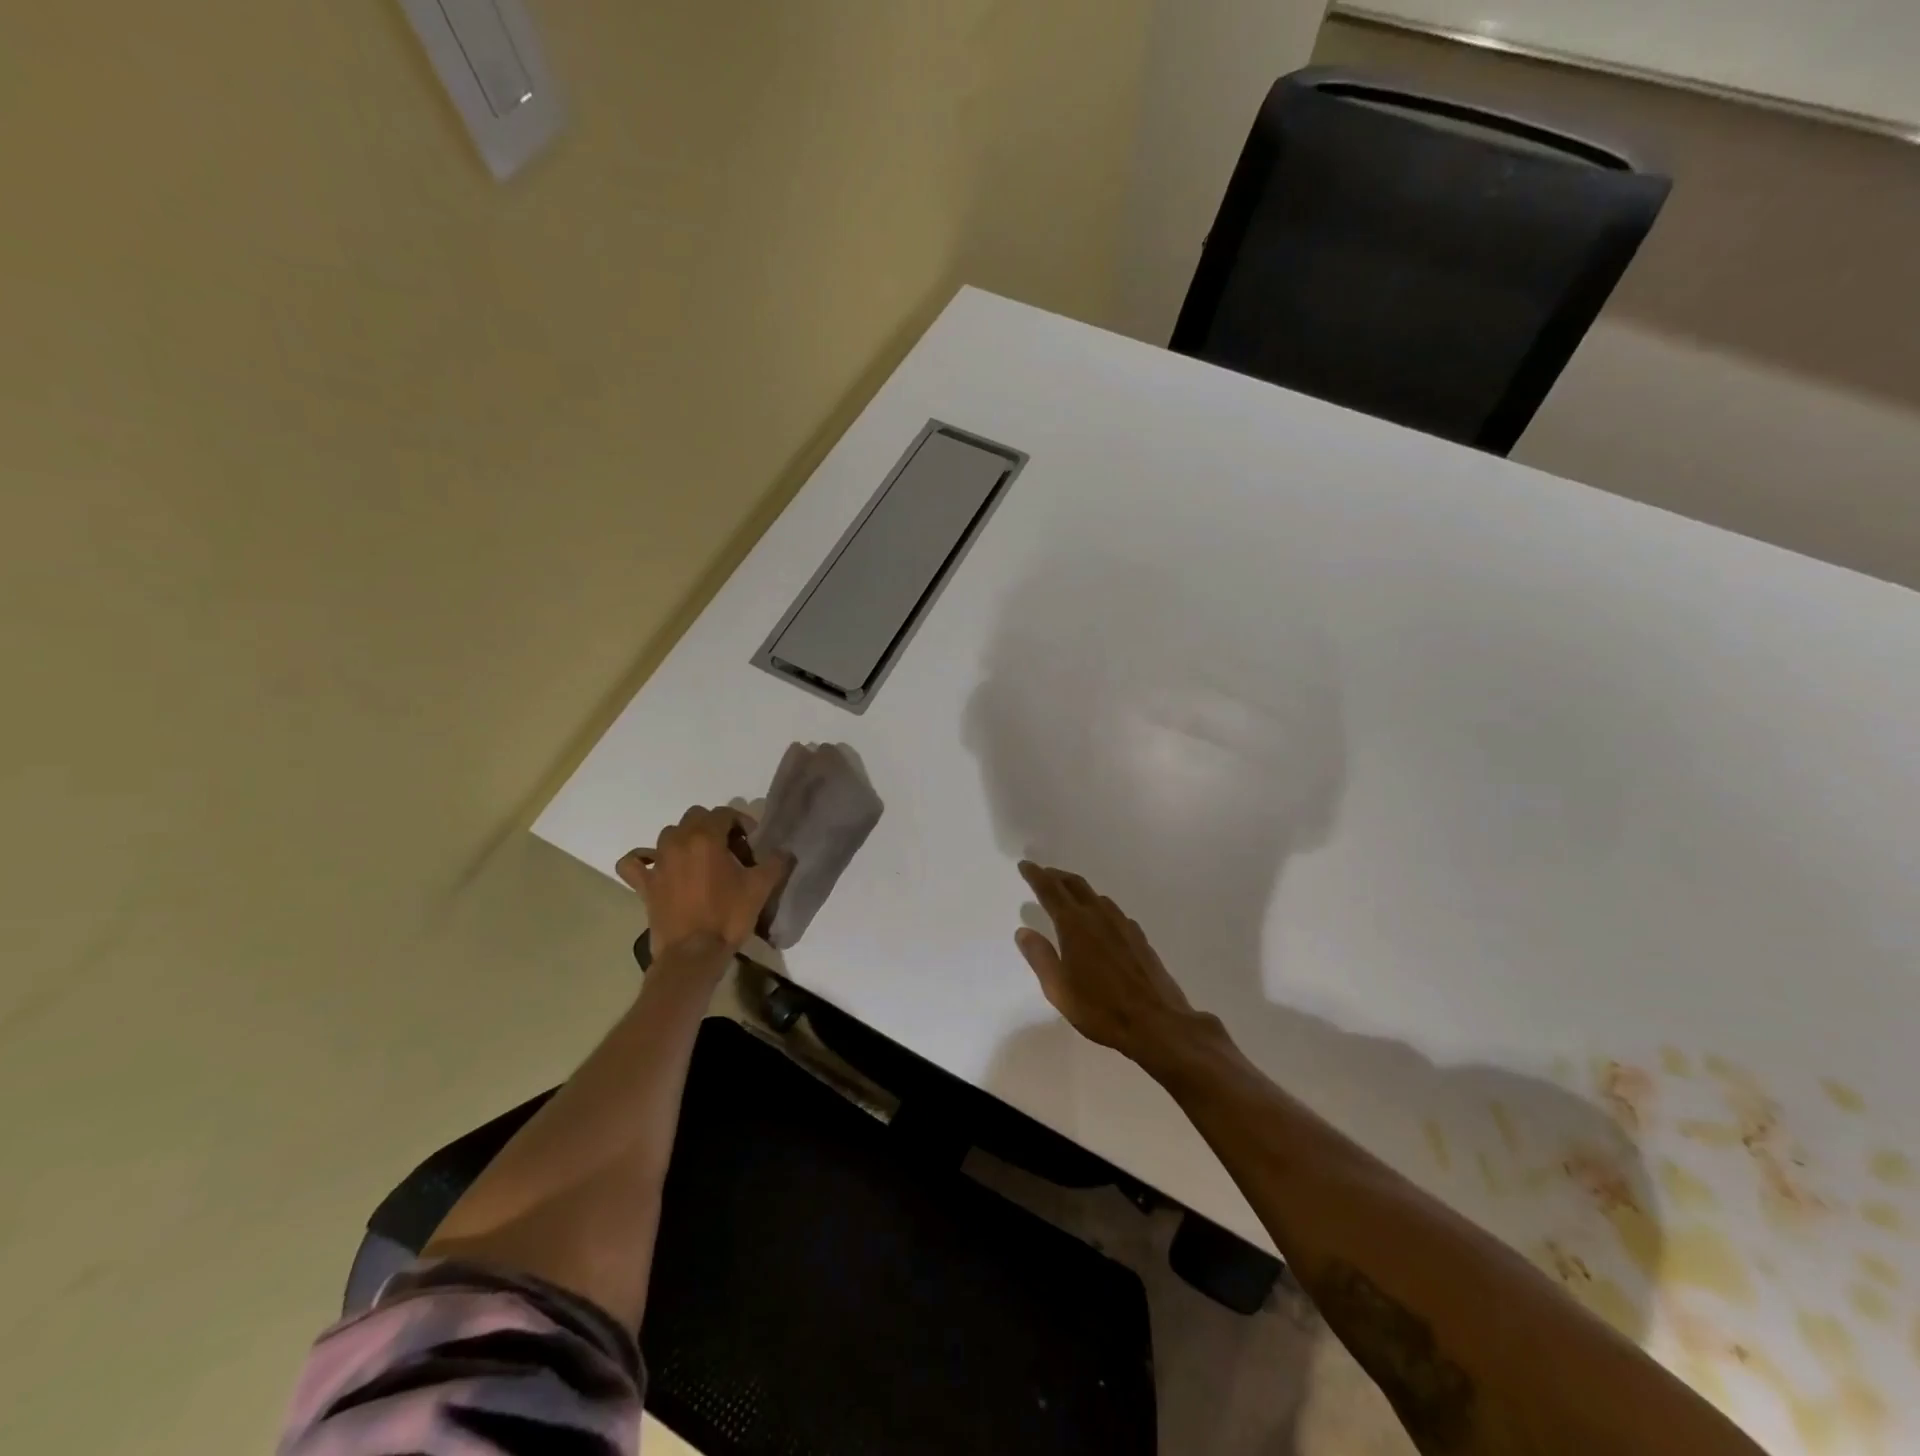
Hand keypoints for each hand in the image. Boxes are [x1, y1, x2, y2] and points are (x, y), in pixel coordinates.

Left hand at [617, 807, 791, 962]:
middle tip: (730, 850)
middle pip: (696, 817)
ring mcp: (658, 862)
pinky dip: (643, 859)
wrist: (692, 954)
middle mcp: (678, 841)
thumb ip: (776, 862)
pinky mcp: (644, 884)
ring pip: (669, 834)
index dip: (741, 823)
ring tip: (702, 860)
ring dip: (686, 839)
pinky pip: (634, 862)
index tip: (752, 842)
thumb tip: (783, 851)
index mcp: (707, 838)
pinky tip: (657, 866)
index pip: (724, 813)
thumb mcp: (761, 888)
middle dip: (714, 827)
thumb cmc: (728, 916)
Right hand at [1015, 862, 1202, 1064]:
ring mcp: (1123, 925)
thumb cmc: (1100, 1009)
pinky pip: (1113, 912)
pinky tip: (1100, 921)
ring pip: (1096, 896)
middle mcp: (1099, 916)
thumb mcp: (1058, 989)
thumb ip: (1040, 957)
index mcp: (1075, 925)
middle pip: (1075, 885)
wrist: (1157, 1023)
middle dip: (1057, 876)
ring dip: (1078, 890)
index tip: (1025, 865)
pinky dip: (1098, 907)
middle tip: (1043, 873)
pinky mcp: (1139, 938)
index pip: (1050, 890)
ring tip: (1068, 895)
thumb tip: (1023, 931)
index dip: (1036, 875)